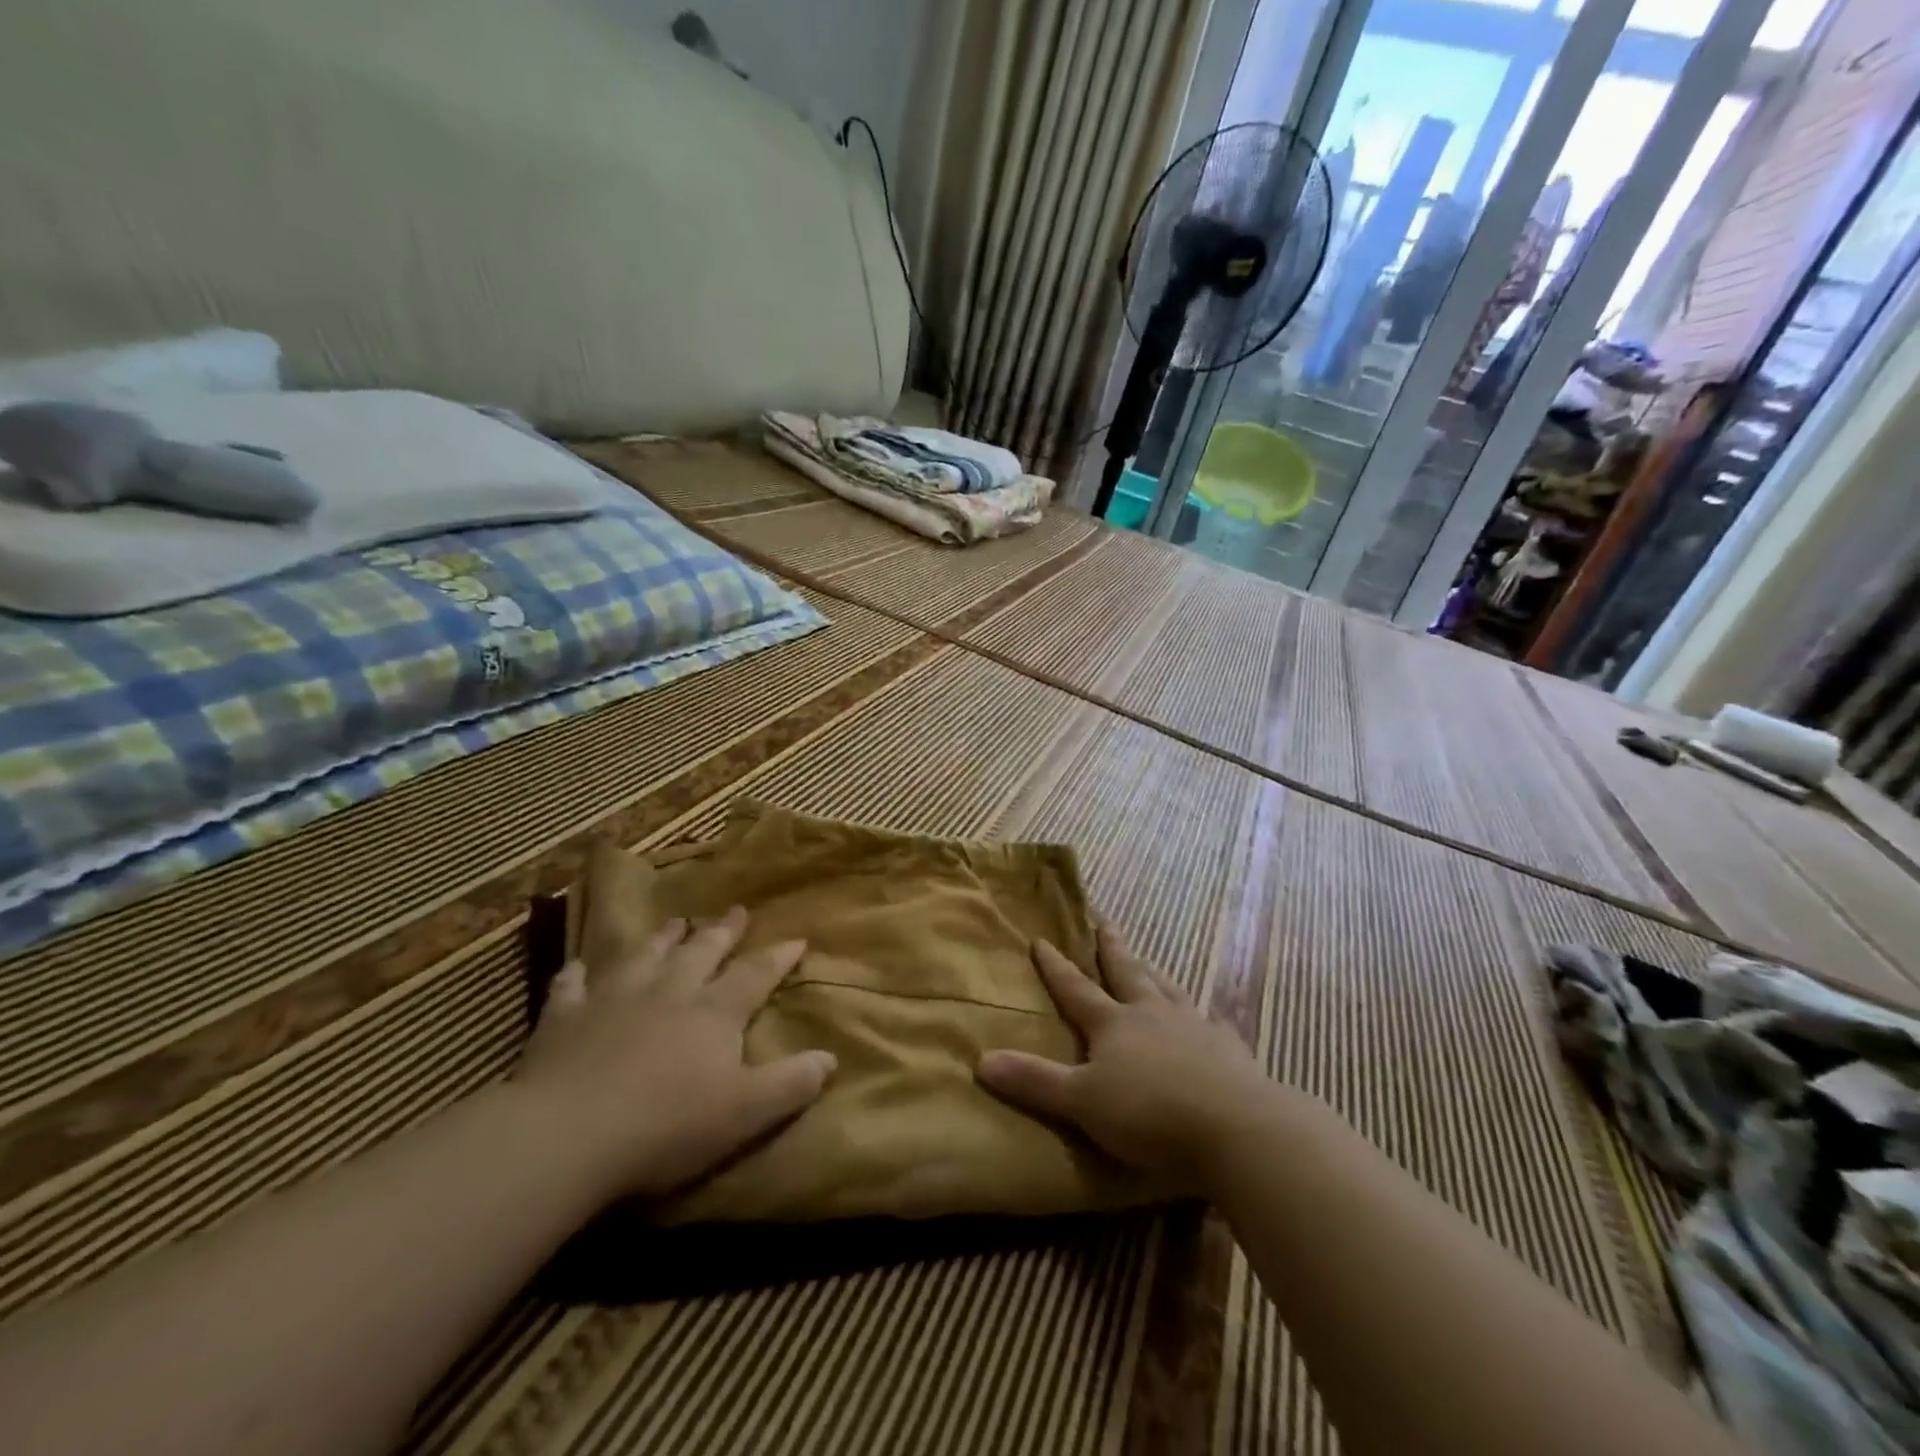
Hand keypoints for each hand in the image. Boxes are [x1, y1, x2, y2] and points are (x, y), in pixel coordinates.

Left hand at [511, 907, 835, 1205]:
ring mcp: (613, 1000)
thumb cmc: (666, 1126)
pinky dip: (577, 975)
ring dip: (662, 939)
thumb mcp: (745, 1113)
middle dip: (723, 932)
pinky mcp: (565, 1020)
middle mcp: (669, 993)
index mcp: (714, 1013)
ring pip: (644, 957)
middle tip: (736, 910)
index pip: (755, 975)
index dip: (779, 957)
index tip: (797, 938)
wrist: (567, 1136)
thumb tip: (831, 1058)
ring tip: (676, 922)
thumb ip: (791, 1083)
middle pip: (702, 953)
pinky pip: (572, 987)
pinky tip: (578, 967)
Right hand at [976, 926, 1269, 1186]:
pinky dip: (1207, 1017)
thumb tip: (980, 1061)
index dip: (1056, 966)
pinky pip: (1213, 1023)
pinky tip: (1212, 1017)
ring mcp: (1193, 1027)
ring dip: (1153, 973)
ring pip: (1168, 990)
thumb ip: (1034, 1082)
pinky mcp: (1227, 1049)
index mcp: (1113, 1024)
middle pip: (1127, 973)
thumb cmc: (1149, 1114)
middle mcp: (1152, 1013)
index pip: (1076, 988)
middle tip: (1105, 922)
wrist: (1235, 1129)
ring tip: (1147, 962)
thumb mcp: (1081, 1102)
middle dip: (1112, 949)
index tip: (1042, 939)